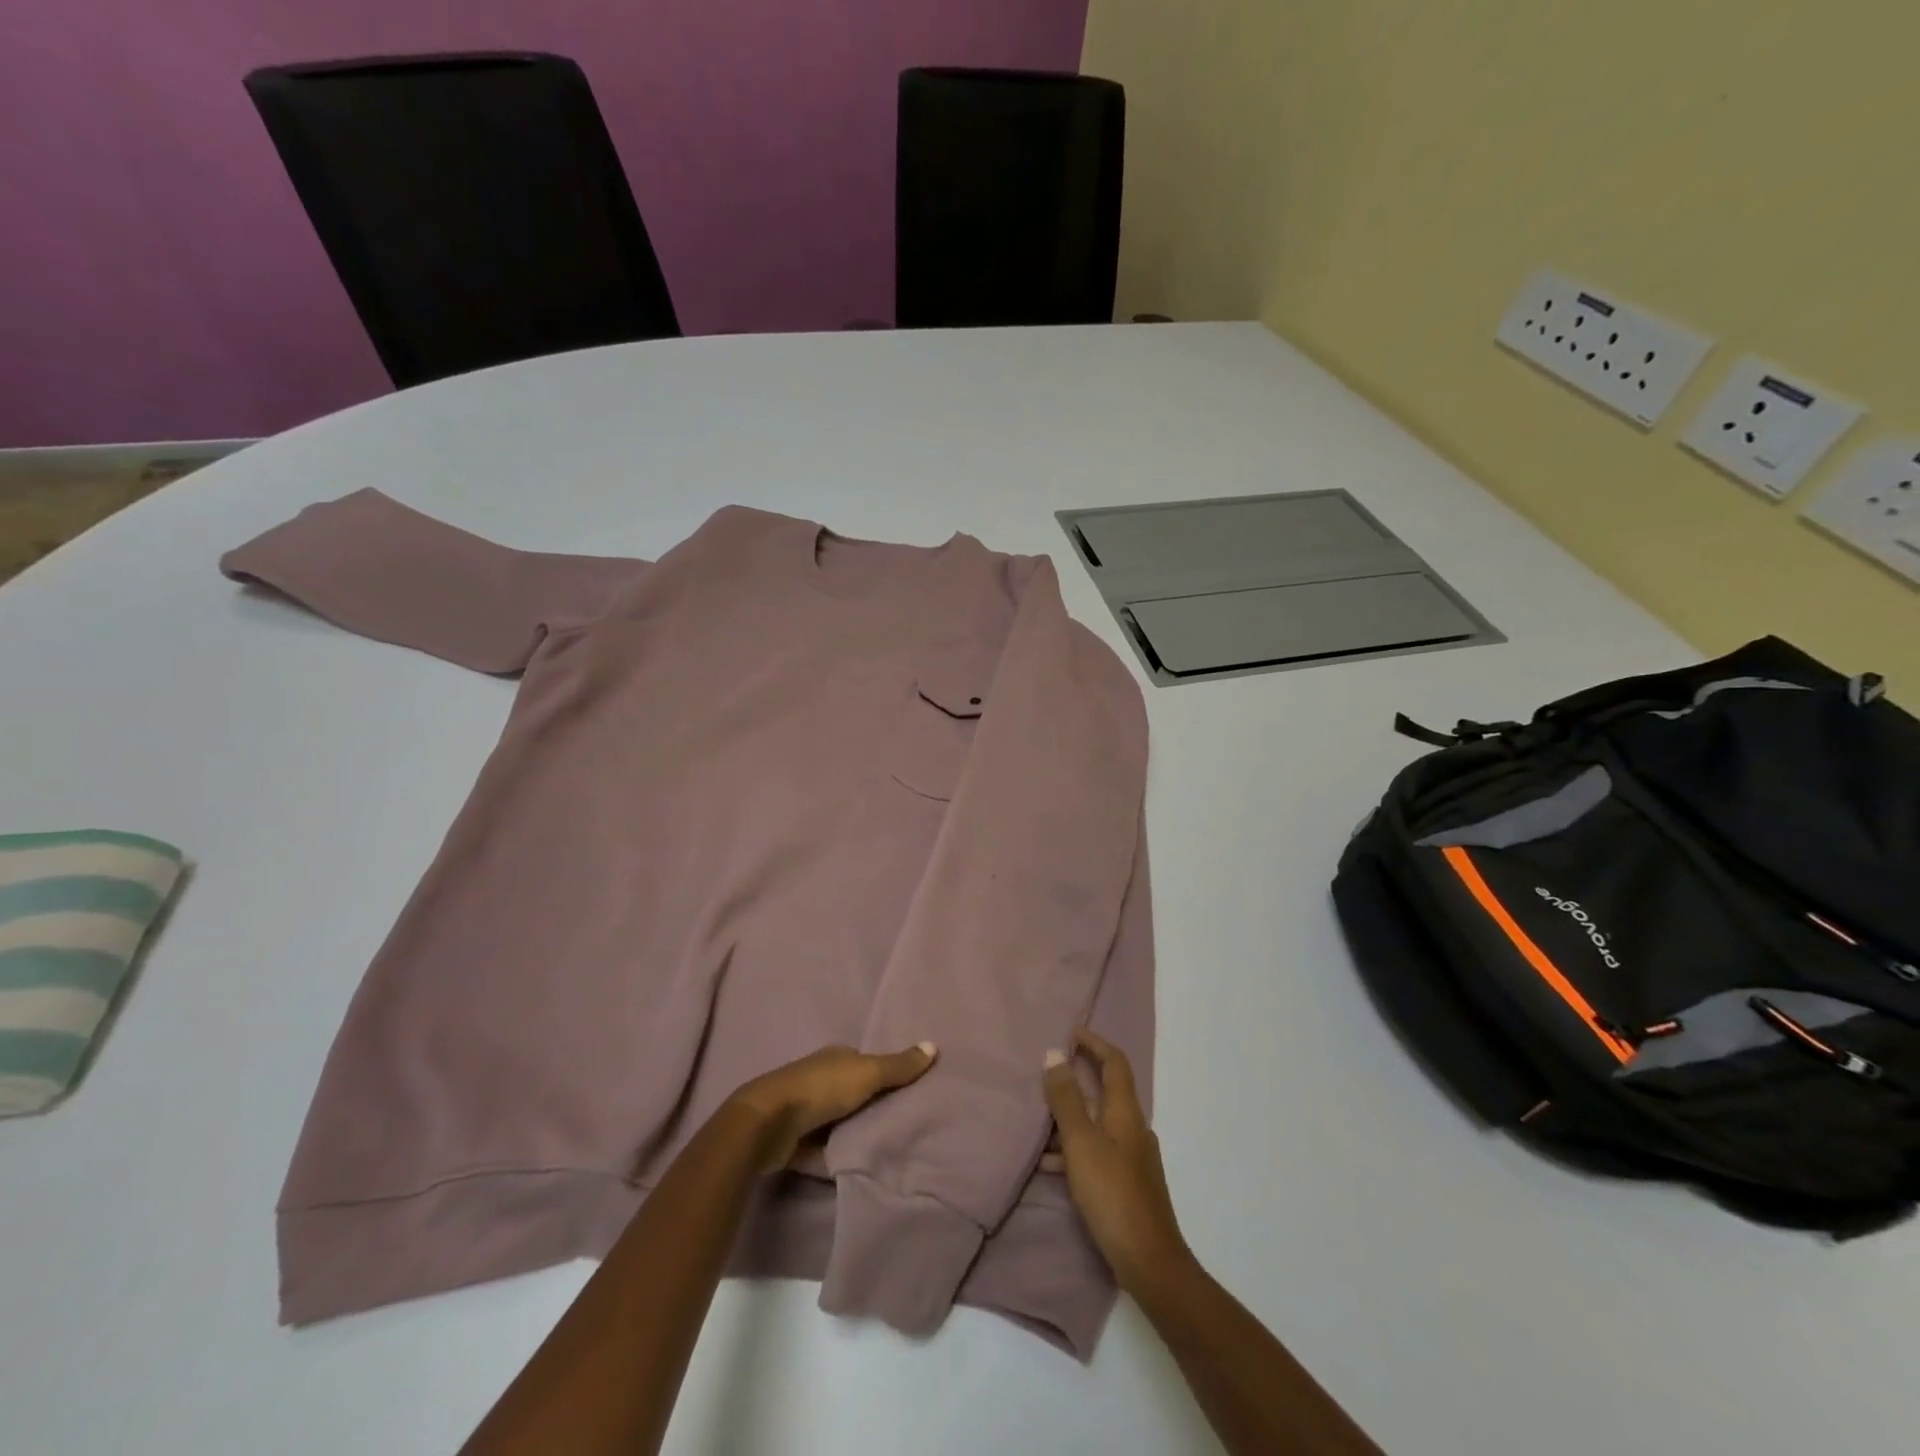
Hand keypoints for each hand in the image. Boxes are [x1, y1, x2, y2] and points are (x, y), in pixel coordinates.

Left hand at [729, 1042, 936, 1173]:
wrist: (768, 1124)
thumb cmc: (821, 1089)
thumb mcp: (867, 1073)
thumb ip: (899, 1066)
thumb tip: (934, 1045)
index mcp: (835, 1057)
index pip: (865, 1062)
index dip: (886, 1073)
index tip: (909, 1091)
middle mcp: (819, 1078)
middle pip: (853, 1092)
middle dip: (872, 1104)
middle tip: (903, 1123)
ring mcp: (804, 1109)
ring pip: (838, 1120)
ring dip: (854, 1131)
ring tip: (886, 1147)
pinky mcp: (794, 1140)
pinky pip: (823, 1148)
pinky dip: (836, 1155)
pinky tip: (856, 1166)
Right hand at [1042, 1029, 1190, 1293]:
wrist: (1150, 1263)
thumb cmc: (1113, 1195)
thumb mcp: (1081, 1143)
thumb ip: (1066, 1100)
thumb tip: (1054, 1054)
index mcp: (1126, 1112)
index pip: (1115, 1063)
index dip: (1095, 1043)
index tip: (1071, 1031)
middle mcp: (1132, 1128)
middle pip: (1105, 1090)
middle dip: (1078, 1077)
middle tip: (1047, 1069)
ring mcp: (1131, 1157)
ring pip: (1097, 1122)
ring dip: (1070, 1115)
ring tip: (1037, 1118)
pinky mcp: (1125, 1183)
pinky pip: (1095, 1150)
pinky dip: (1073, 1148)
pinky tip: (1048, 1164)